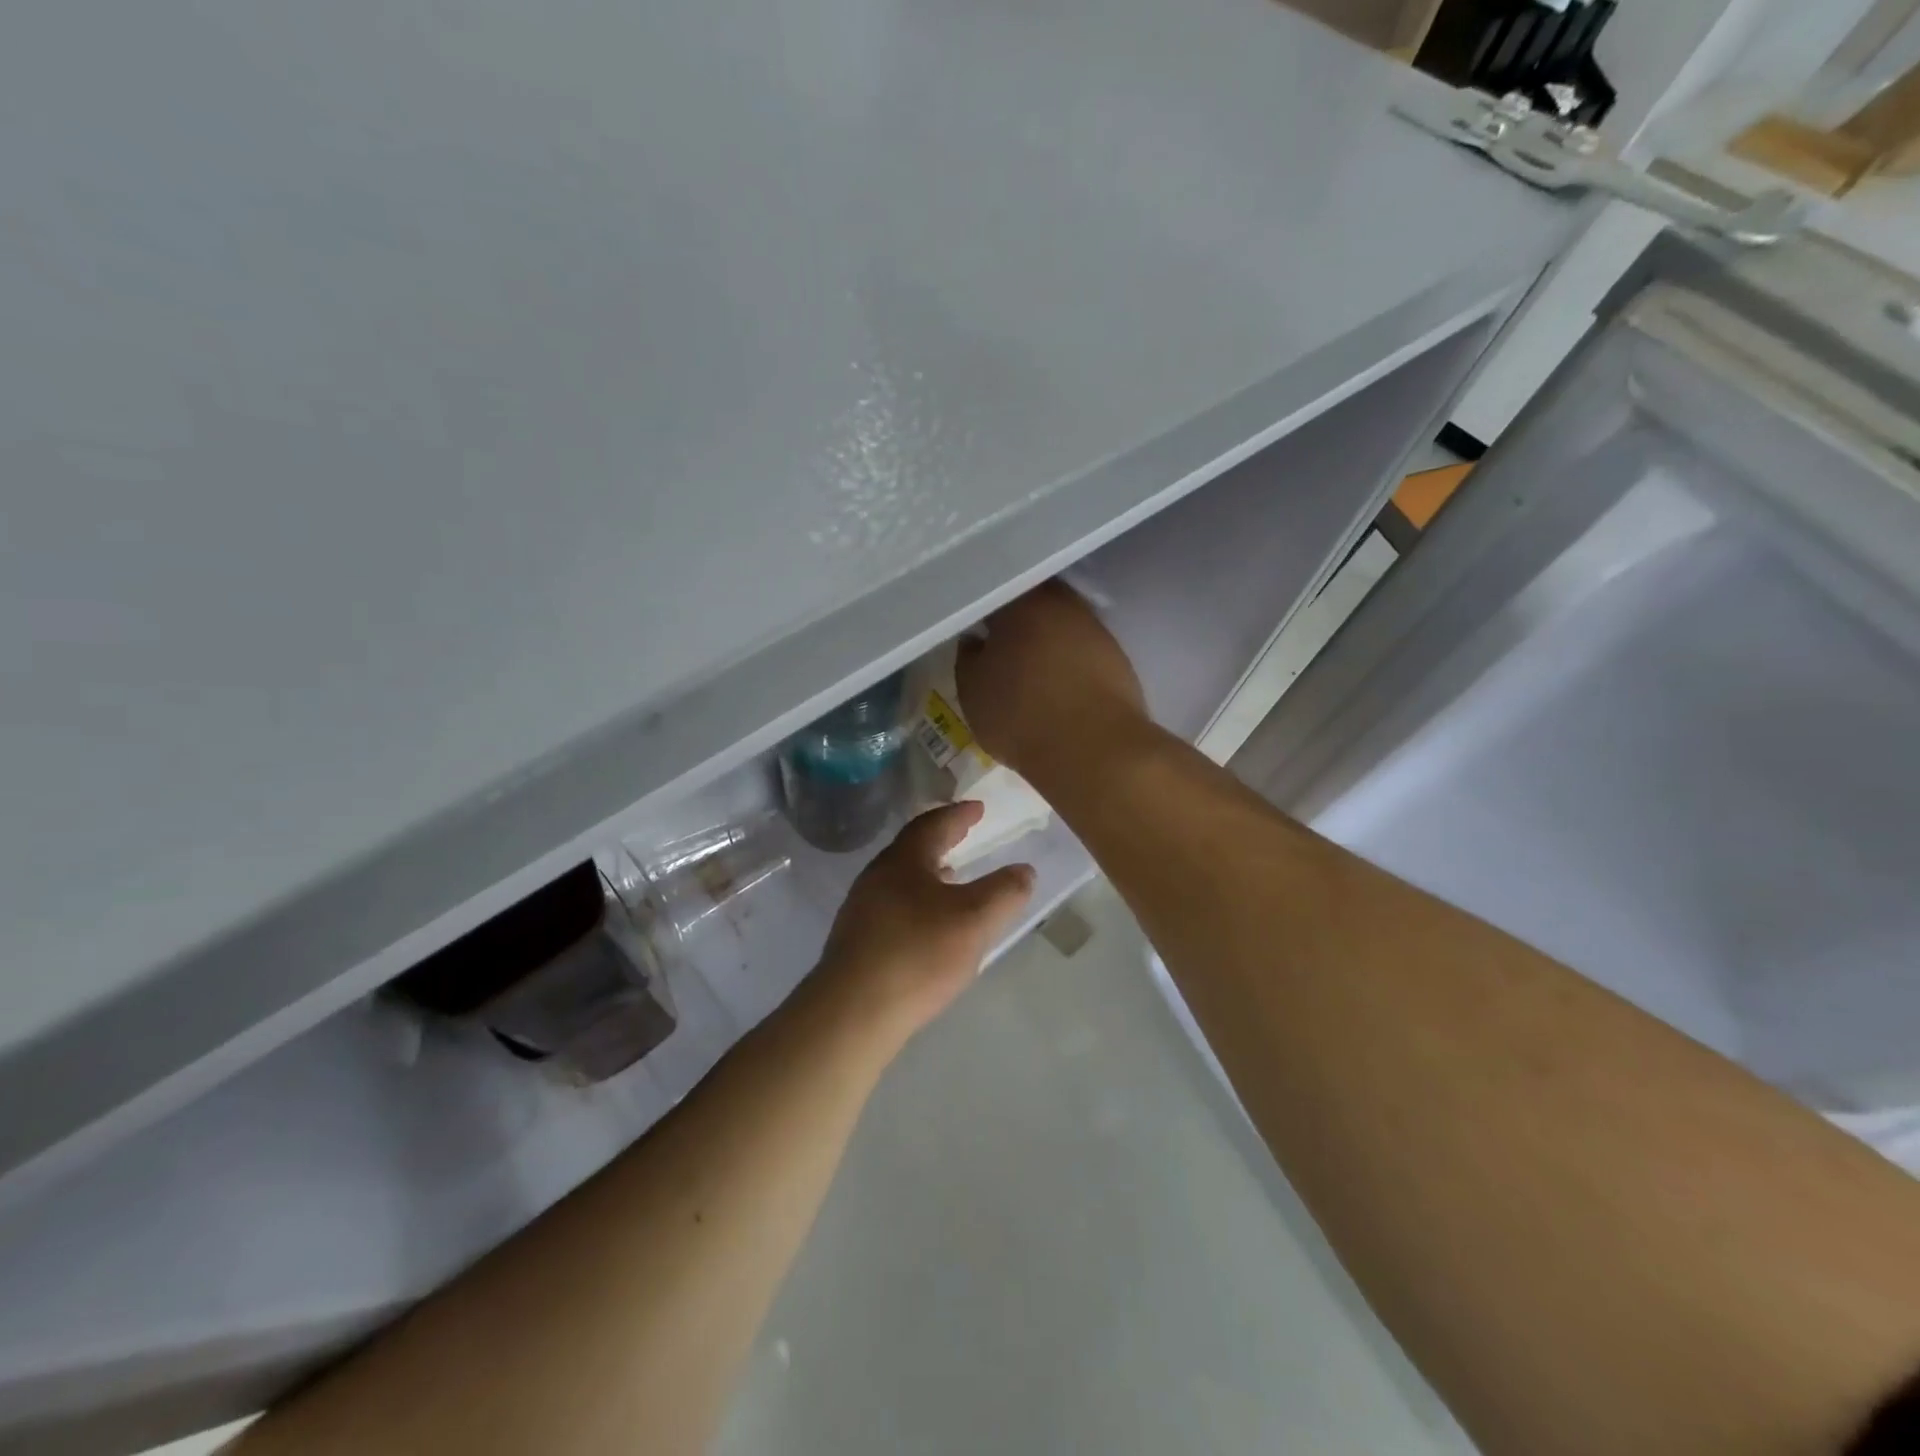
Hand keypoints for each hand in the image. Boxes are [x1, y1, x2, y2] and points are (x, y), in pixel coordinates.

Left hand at [812, 803, 1034, 1046]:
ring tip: (953, 878)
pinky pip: (893, 906)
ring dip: (928, 872)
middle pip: (912, 848)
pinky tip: (929, 925)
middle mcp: (877, 876)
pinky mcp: (857, 940)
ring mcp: (862, 909)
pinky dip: (917, 901)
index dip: (959, 815)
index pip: (934, 824)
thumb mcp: (975, 920)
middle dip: (941, 840)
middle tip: (964, 836)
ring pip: (901, 878)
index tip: (977, 808)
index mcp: (903, 861)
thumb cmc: (918, 954)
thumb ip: (1004, 892)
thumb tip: (1024, 870)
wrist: (853, 1011)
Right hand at [956, 581, 1146, 778]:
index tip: (976, 631)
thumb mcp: (972, 692)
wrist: (1092, 749)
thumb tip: (975, 640)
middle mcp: (1061, 604)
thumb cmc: (1020, 716)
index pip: (994, 596)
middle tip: (1003, 645)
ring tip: (1033, 667)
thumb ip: (968, 658)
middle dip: (1019, 619)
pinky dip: (1071, 660)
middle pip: (1034, 602)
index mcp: (1020, 603)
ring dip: (1048, 639)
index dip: (983, 614)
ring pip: (1062, 623)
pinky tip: (1061, 683)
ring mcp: (1095, 628)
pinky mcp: (1118, 656)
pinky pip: (1084, 648)